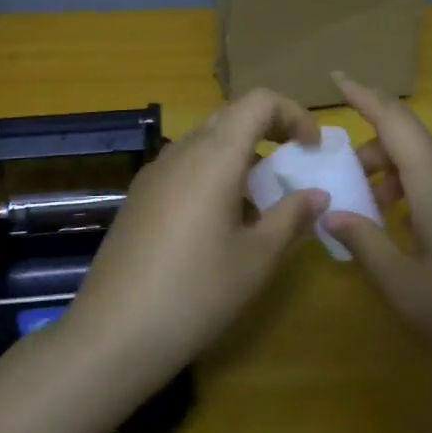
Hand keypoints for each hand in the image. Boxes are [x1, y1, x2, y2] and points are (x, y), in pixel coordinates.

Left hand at [64, 90, 329, 381]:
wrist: (114, 331)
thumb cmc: (197, 292)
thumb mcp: (257, 259)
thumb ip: (291, 217)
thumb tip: (317, 194)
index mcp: (214, 155)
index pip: (258, 101)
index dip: (293, 113)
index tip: (312, 149)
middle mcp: (182, 150)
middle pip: (231, 115)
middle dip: (269, 130)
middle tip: (293, 166)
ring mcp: (154, 172)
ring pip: (206, 141)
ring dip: (240, 155)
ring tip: (261, 202)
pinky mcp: (139, 195)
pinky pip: (185, 166)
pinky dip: (213, 173)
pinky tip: (220, 223)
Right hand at [322, 73, 431, 402]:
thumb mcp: (403, 289)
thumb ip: (365, 243)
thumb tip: (333, 213)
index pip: (395, 121)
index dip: (364, 96)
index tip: (337, 78)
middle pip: (417, 140)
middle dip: (378, 150)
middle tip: (354, 185)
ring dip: (406, 171)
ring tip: (385, 211)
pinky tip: (426, 235)